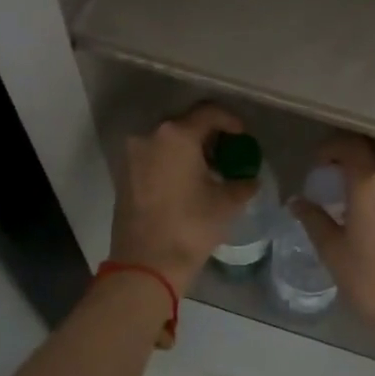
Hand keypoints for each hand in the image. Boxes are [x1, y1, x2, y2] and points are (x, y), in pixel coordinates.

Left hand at [109, 102, 258, 293]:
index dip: (230, 121)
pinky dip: (172, 161)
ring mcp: (133, 154)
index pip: (208, 112)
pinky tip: (187, 181)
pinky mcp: (124, 174)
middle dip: (209, 134)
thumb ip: (242, 183)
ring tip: (209, 169)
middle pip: (185, 123)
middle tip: (227, 153)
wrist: (146, 263)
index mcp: (176, 135)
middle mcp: (150, 136)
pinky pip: (154, 156)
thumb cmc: (191, 226)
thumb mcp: (226, 203)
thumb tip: (250, 179)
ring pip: (167, 140)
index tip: (243, 136)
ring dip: (189, 148)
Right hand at [291, 133, 374, 343]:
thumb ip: (313, 218)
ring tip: (359, 177)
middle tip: (336, 165)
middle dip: (354, 145)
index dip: (330, 147)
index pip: (349, 143)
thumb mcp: (332, 250)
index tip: (318, 164)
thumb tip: (297, 202)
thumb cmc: (370, 281)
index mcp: (371, 181)